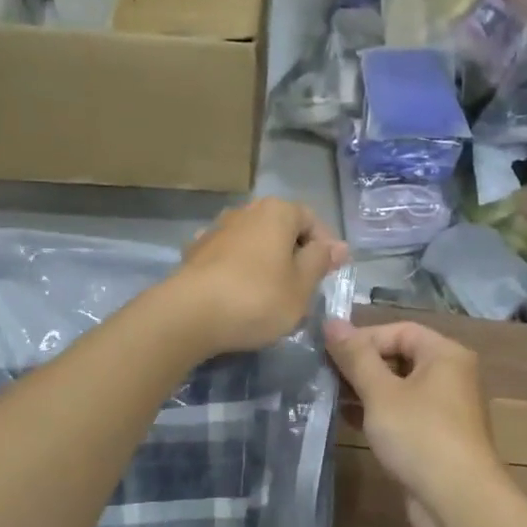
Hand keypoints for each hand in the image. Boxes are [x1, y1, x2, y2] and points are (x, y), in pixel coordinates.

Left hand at [165, 198, 347, 356]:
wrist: (189, 315)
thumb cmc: (257, 298)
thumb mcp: (301, 286)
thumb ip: (320, 261)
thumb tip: (338, 246)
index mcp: (277, 212)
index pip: (311, 220)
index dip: (325, 247)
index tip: (329, 275)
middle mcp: (245, 211)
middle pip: (280, 229)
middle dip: (294, 254)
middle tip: (302, 288)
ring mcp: (216, 229)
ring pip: (253, 242)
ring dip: (265, 262)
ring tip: (271, 294)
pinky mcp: (195, 252)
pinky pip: (228, 257)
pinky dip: (238, 270)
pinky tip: (238, 293)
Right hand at [324, 319, 505, 525]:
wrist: (458, 502)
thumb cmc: (420, 436)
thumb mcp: (380, 393)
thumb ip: (355, 356)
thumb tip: (331, 322)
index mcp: (445, 355)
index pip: (399, 331)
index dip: (363, 338)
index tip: (330, 354)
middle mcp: (450, 376)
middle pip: (399, 357)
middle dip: (361, 365)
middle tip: (325, 375)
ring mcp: (444, 409)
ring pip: (398, 387)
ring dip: (365, 390)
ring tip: (329, 396)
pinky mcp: (435, 437)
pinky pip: (402, 413)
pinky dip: (377, 413)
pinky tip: (347, 419)